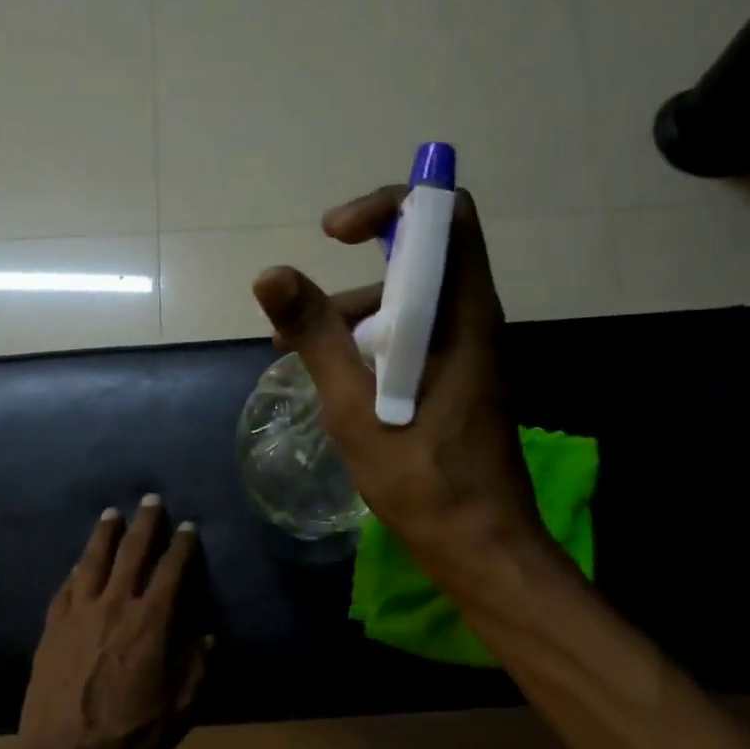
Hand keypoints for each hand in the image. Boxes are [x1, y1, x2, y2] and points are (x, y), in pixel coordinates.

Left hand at [13, 498, 211, 748]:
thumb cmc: (130, 738)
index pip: (171, 571)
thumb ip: (197, 665)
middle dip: (144, 524)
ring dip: (105, 534)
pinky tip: (80, 562)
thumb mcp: (181, 708)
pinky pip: (66, 587)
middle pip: (131, 553)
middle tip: (150, 500)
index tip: (188, 527)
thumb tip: (205, 633)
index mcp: (151, 622)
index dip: (182, 546)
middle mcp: (114, 606)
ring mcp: (77, 615)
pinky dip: (77, 569)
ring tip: (112, 514)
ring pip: (92, 561)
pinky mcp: (51, 629)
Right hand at [252, 185, 546, 583]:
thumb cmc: (422, 477)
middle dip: (355, 274)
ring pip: (411, 301)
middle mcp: (473, 320)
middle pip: (421, 257)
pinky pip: (413, 337)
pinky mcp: (458, 379)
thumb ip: (316, 335)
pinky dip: (371, 344)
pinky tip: (335, 380)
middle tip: (304, 315)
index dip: (389, 205)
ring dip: (354, 316)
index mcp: (462, 314)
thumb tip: (270, 273)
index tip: (335, 235)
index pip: (444, 215)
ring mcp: (467, 351)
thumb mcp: (355, 406)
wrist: (479, 543)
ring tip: (299, 356)